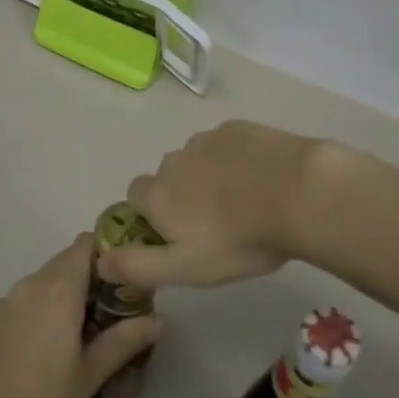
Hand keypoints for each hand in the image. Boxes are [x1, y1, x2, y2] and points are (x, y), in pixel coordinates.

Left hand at [0, 234, 162, 397]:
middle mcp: (31, 283)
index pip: (86, 244)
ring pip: (46, 279)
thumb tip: (159, 320)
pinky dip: (45, 306)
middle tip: (114, 311)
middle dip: (92, 277)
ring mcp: (8, 300)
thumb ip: (124, 340)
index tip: (125, 279)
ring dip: (68, 292)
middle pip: (67, 260)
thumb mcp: (91, 373)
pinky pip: (27, 298)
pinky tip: (53, 344)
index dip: (107, 254)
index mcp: (58, 289)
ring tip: (87, 330)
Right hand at [97, 121, 334, 290]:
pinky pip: (226, 145)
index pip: (135, 198)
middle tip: (216, 225)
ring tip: (244, 202)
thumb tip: (100, 260)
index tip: (178, 237)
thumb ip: (137, 266)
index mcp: (157, 193)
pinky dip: (235, 160)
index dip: (151, 217)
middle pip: (168, 178)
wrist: (298, 192)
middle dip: (182, 196)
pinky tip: (260, 179)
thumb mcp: (185, 268)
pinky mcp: (238, 128)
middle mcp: (173, 160)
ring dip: (209, 177)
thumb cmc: (238, 239)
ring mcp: (207, 139)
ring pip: (198, 160)